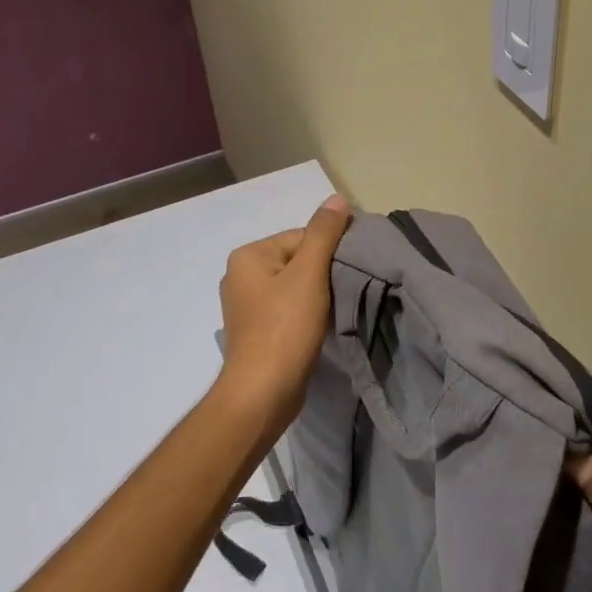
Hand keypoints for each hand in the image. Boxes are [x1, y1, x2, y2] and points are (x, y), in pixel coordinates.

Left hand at [215, 194, 352, 436]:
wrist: (263, 393)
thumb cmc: (284, 327)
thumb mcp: (309, 274)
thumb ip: (324, 233)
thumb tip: (337, 198)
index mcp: (248, 256)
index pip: (300, 237)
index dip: (329, 251)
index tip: (350, 270)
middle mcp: (240, 276)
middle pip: (297, 261)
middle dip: (322, 274)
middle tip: (345, 291)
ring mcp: (246, 307)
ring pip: (294, 287)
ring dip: (317, 296)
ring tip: (335, 310)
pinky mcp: (256, 332)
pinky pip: (288, 310)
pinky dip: (306, 315)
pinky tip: (320, 327)